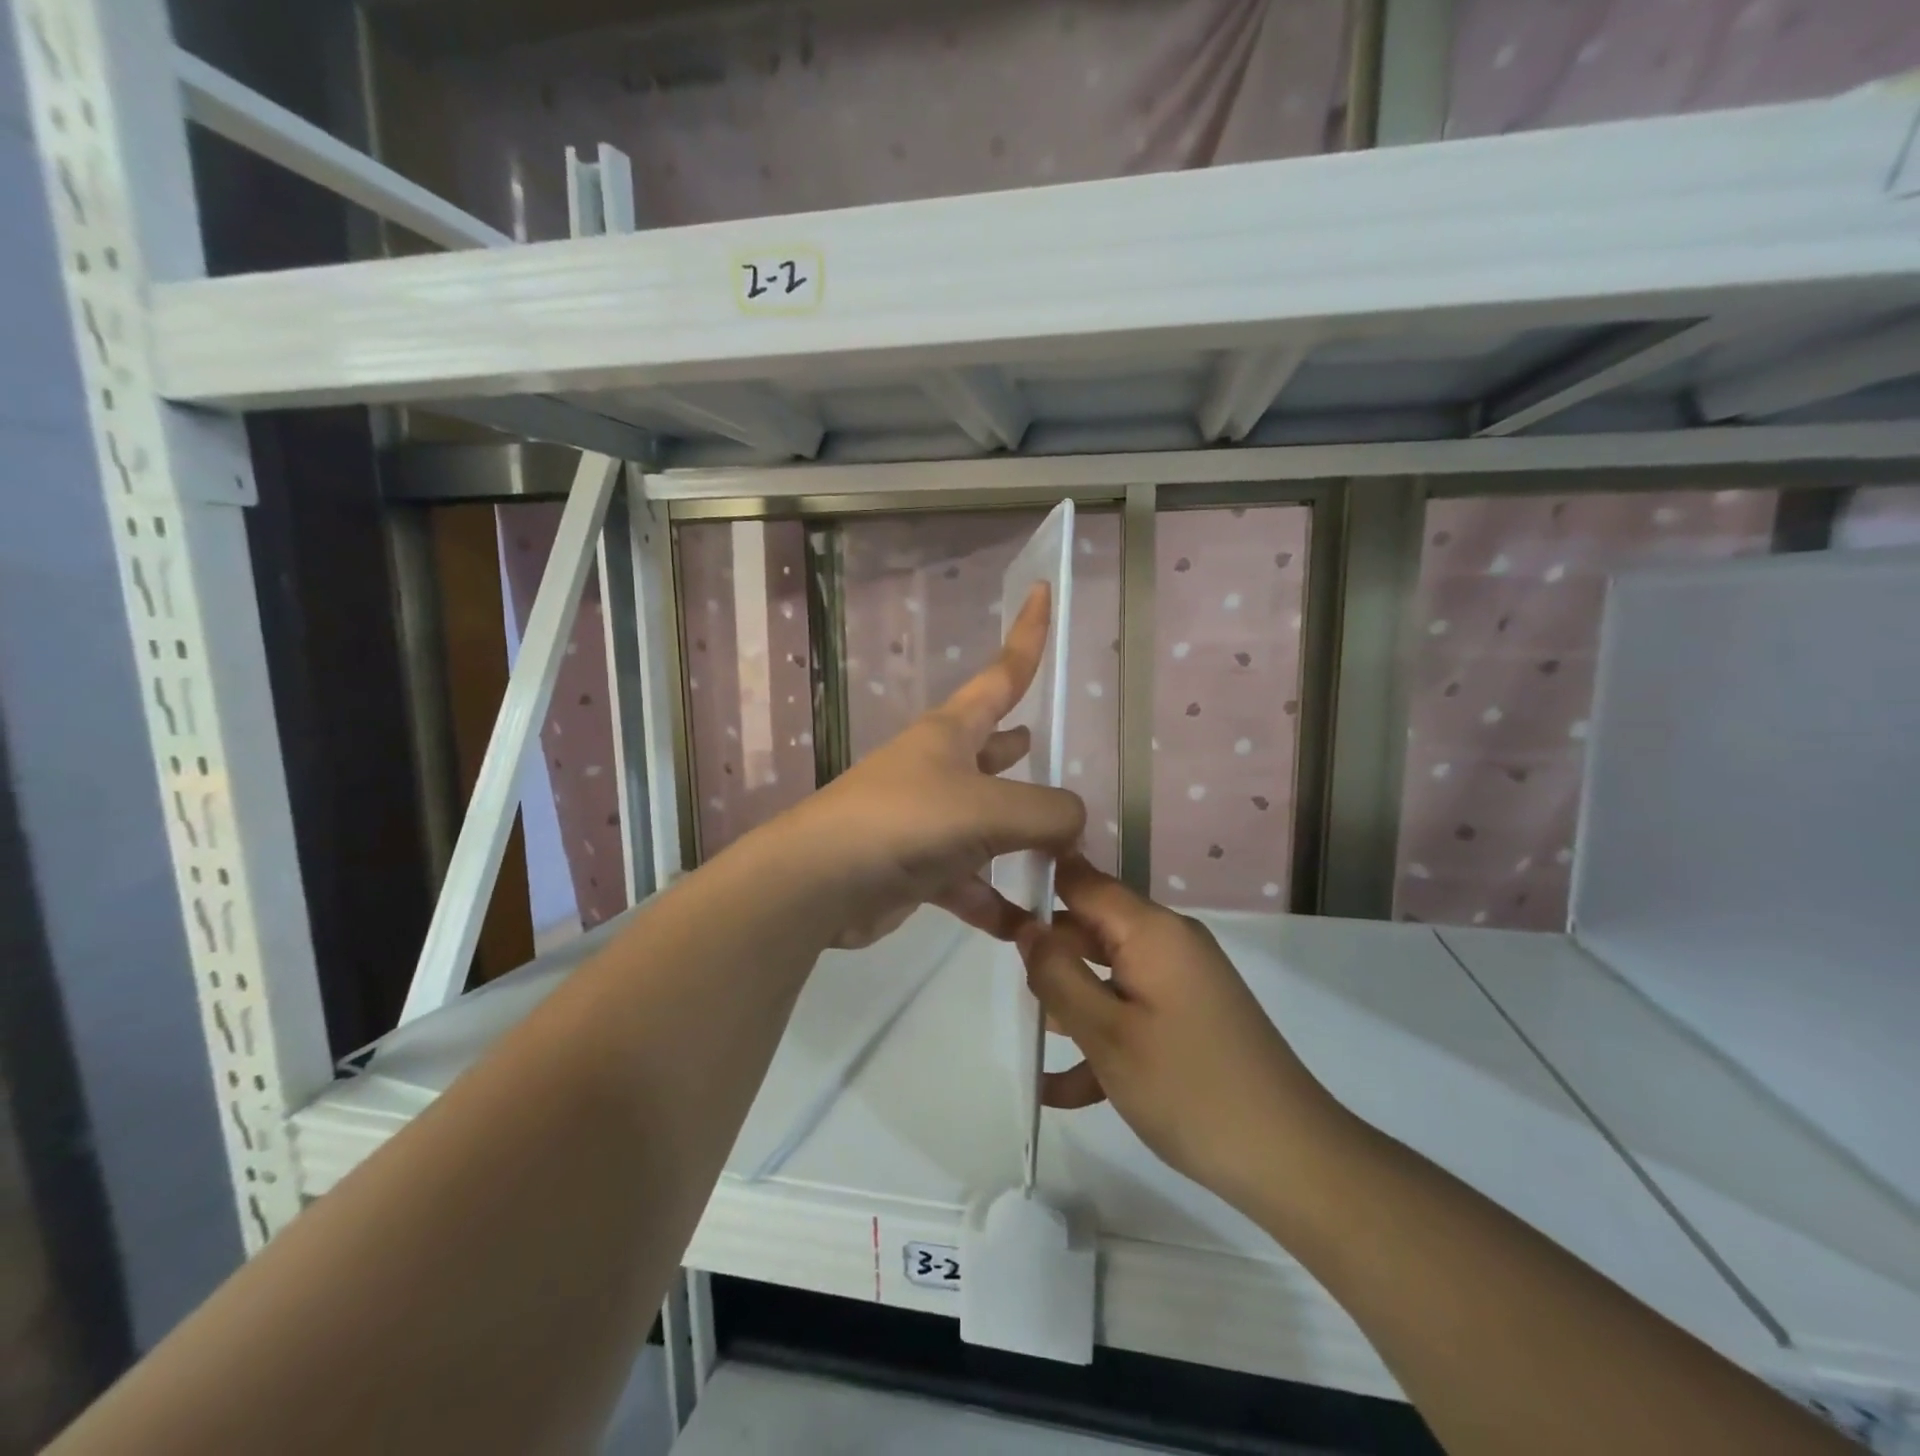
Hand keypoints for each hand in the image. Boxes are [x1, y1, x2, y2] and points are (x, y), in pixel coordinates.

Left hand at [776, 584, 1085, 948]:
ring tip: (1066, 857)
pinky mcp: (918, 869)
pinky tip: (1029, 928)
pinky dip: (996, 902)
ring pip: (989, 822)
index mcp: (952, 732)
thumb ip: (1048, 811)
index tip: (1043, 592)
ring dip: (1023, 840)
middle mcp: (940, 768)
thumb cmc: (907, 821)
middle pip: (994, 749)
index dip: (1028, 634)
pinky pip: (970, 882)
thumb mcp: (989, 808)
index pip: (1003, 673)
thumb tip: (1073, 823)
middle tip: (1052, 750)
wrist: (820, 883)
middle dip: (1020, 748)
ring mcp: (928, 819)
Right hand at [1019, 857, 1349, 1211]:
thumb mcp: (1107, 1034)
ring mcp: (1182, 983)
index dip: (1038, 885)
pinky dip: (1101, 1038)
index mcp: (1152, 931)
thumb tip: (1028, 929)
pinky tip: (1062, 1089)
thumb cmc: (1190, 1089)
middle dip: (1050, 956)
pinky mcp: (1189, 1019)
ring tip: (1034, 1040)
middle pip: (1093, 928)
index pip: (1084, 881)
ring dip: (1071, 1003)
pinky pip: (1132, 1012)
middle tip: (1010, 990)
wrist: (1292, 1161)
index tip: (995, 906)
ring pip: (1108, 973)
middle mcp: (1169, 944)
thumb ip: (1059, 975)